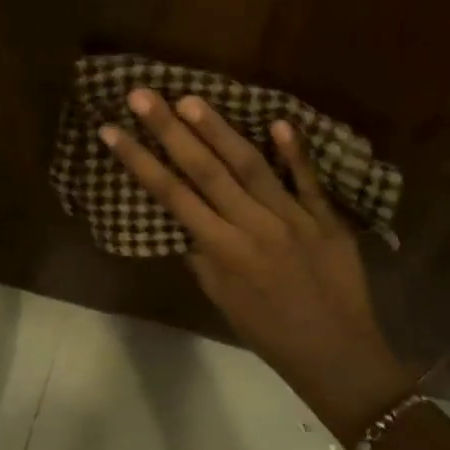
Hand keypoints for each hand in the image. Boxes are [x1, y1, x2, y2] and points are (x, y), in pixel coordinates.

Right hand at [101, 90, 415, 443]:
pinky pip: (308, 179)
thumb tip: (185, 220)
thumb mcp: (224, 301)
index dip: (139, 161)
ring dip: (219, 130)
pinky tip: (277, 119)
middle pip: (205, 171)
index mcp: (224, 251)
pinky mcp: (327, 218)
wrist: (337, 355)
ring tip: (190, 98)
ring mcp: (294, 218)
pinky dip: (294, 151)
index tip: (111, 130)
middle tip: (142, 94)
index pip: (172, 196)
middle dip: (169, 130)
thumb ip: (203, 257)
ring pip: (251, 165)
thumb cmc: (271, 334)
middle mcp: (254, 227)